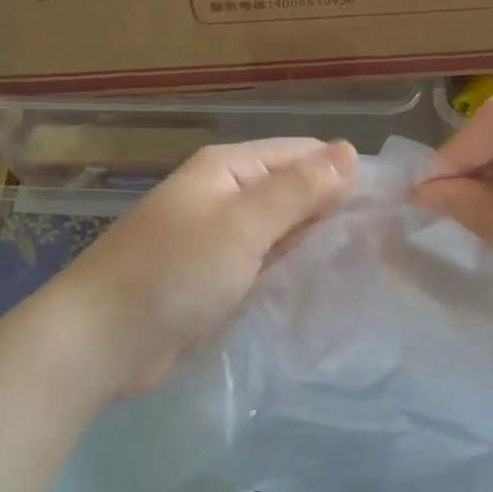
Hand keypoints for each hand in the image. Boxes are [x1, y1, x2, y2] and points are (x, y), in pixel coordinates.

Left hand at [34, 138, 356, 399]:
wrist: (103, 340)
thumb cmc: (174, 271)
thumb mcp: (242, 225)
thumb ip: (297, 190)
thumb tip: (349, 151)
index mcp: (227, 169)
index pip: (300, 154)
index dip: (342, 171)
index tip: (389, 199)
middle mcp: (224, 196)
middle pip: (291, 190)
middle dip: (332, 207)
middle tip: (386, 233)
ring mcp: (219, 240)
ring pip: (281, 230)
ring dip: (315, 239)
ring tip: (368, 255)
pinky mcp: (216, 279)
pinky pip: (265, 263)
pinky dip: (291, 267)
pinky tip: (324, 280)